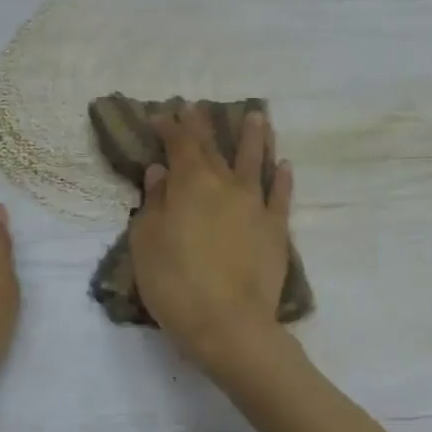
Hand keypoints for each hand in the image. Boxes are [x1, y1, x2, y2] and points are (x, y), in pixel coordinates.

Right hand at [129, 106, 294, 371]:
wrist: (229, 324)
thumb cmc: (176, 284)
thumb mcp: (147, 244)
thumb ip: (153, 203)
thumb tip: (160, 172)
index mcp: (191, 185)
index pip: (181, 144)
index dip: (172, 127)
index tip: (163, 115)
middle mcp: (226, 186)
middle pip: (215, 149)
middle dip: (204, 126)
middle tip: (199, 107)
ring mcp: (256, 206)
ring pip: (256, 162)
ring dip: (255, 138)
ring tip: (258, 117)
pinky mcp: (276, 230)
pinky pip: (281, 196)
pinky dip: (283, 178)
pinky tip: (285, 166)